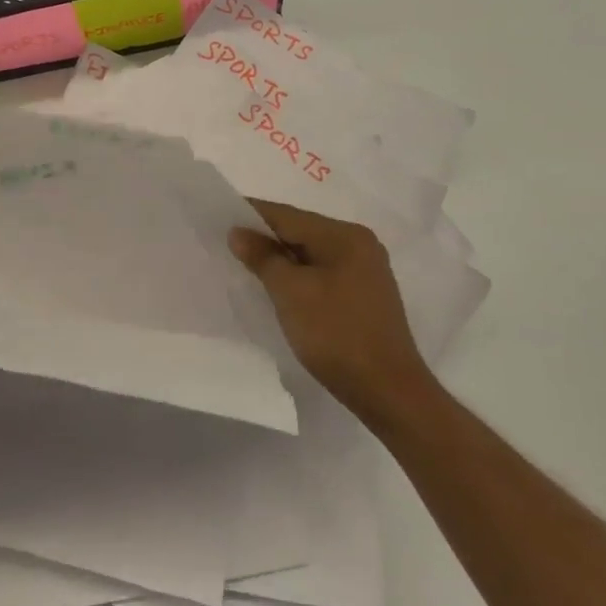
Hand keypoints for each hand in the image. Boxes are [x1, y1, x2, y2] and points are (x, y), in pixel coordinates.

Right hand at [229, 200, 435, 420]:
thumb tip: (238, 232)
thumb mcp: (290, 292)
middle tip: (226, 244)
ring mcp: (365, 270)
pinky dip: (298, 274)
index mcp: (345, 236)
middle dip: (264, 237)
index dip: (251, 214)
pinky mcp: (364, 294)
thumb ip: (263, 257)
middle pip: (301, 230)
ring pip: (311, 253)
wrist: (387, 391)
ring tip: (246, 265)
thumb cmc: (336, 334)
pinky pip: (322, 271)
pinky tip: (278, 286)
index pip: (287, 215)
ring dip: (280, 258)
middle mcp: (359, 244)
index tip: (218, 217)